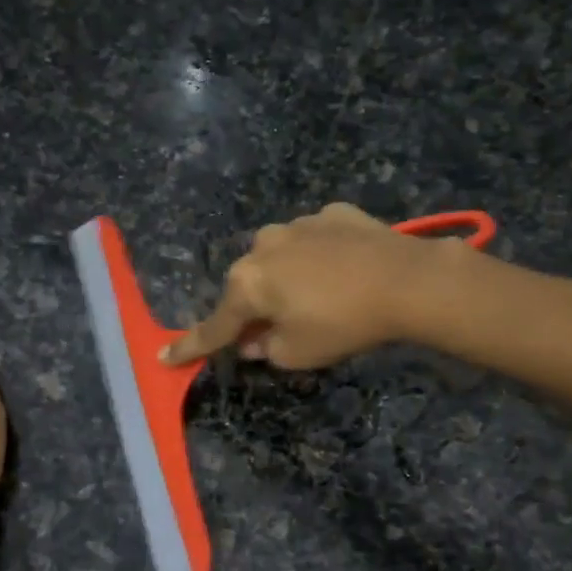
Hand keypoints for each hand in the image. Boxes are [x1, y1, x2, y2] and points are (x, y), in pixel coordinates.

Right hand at [162, 203, 458, 368]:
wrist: (407, 280)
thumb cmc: (343, 324)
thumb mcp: (297, 353)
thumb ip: (265, 348)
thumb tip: (254, 338)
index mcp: (248, 283)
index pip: (214, 325)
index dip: (191, 345)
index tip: (164, 356)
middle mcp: (263, 246)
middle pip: (248, 286)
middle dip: (255, 308)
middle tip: (276, 331)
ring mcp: (299, 224)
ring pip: (279, 259)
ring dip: (287, 279)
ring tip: (322, 297)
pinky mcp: (333, 214)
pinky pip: (313, 241)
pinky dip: (319, 257)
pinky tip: (344, 271)